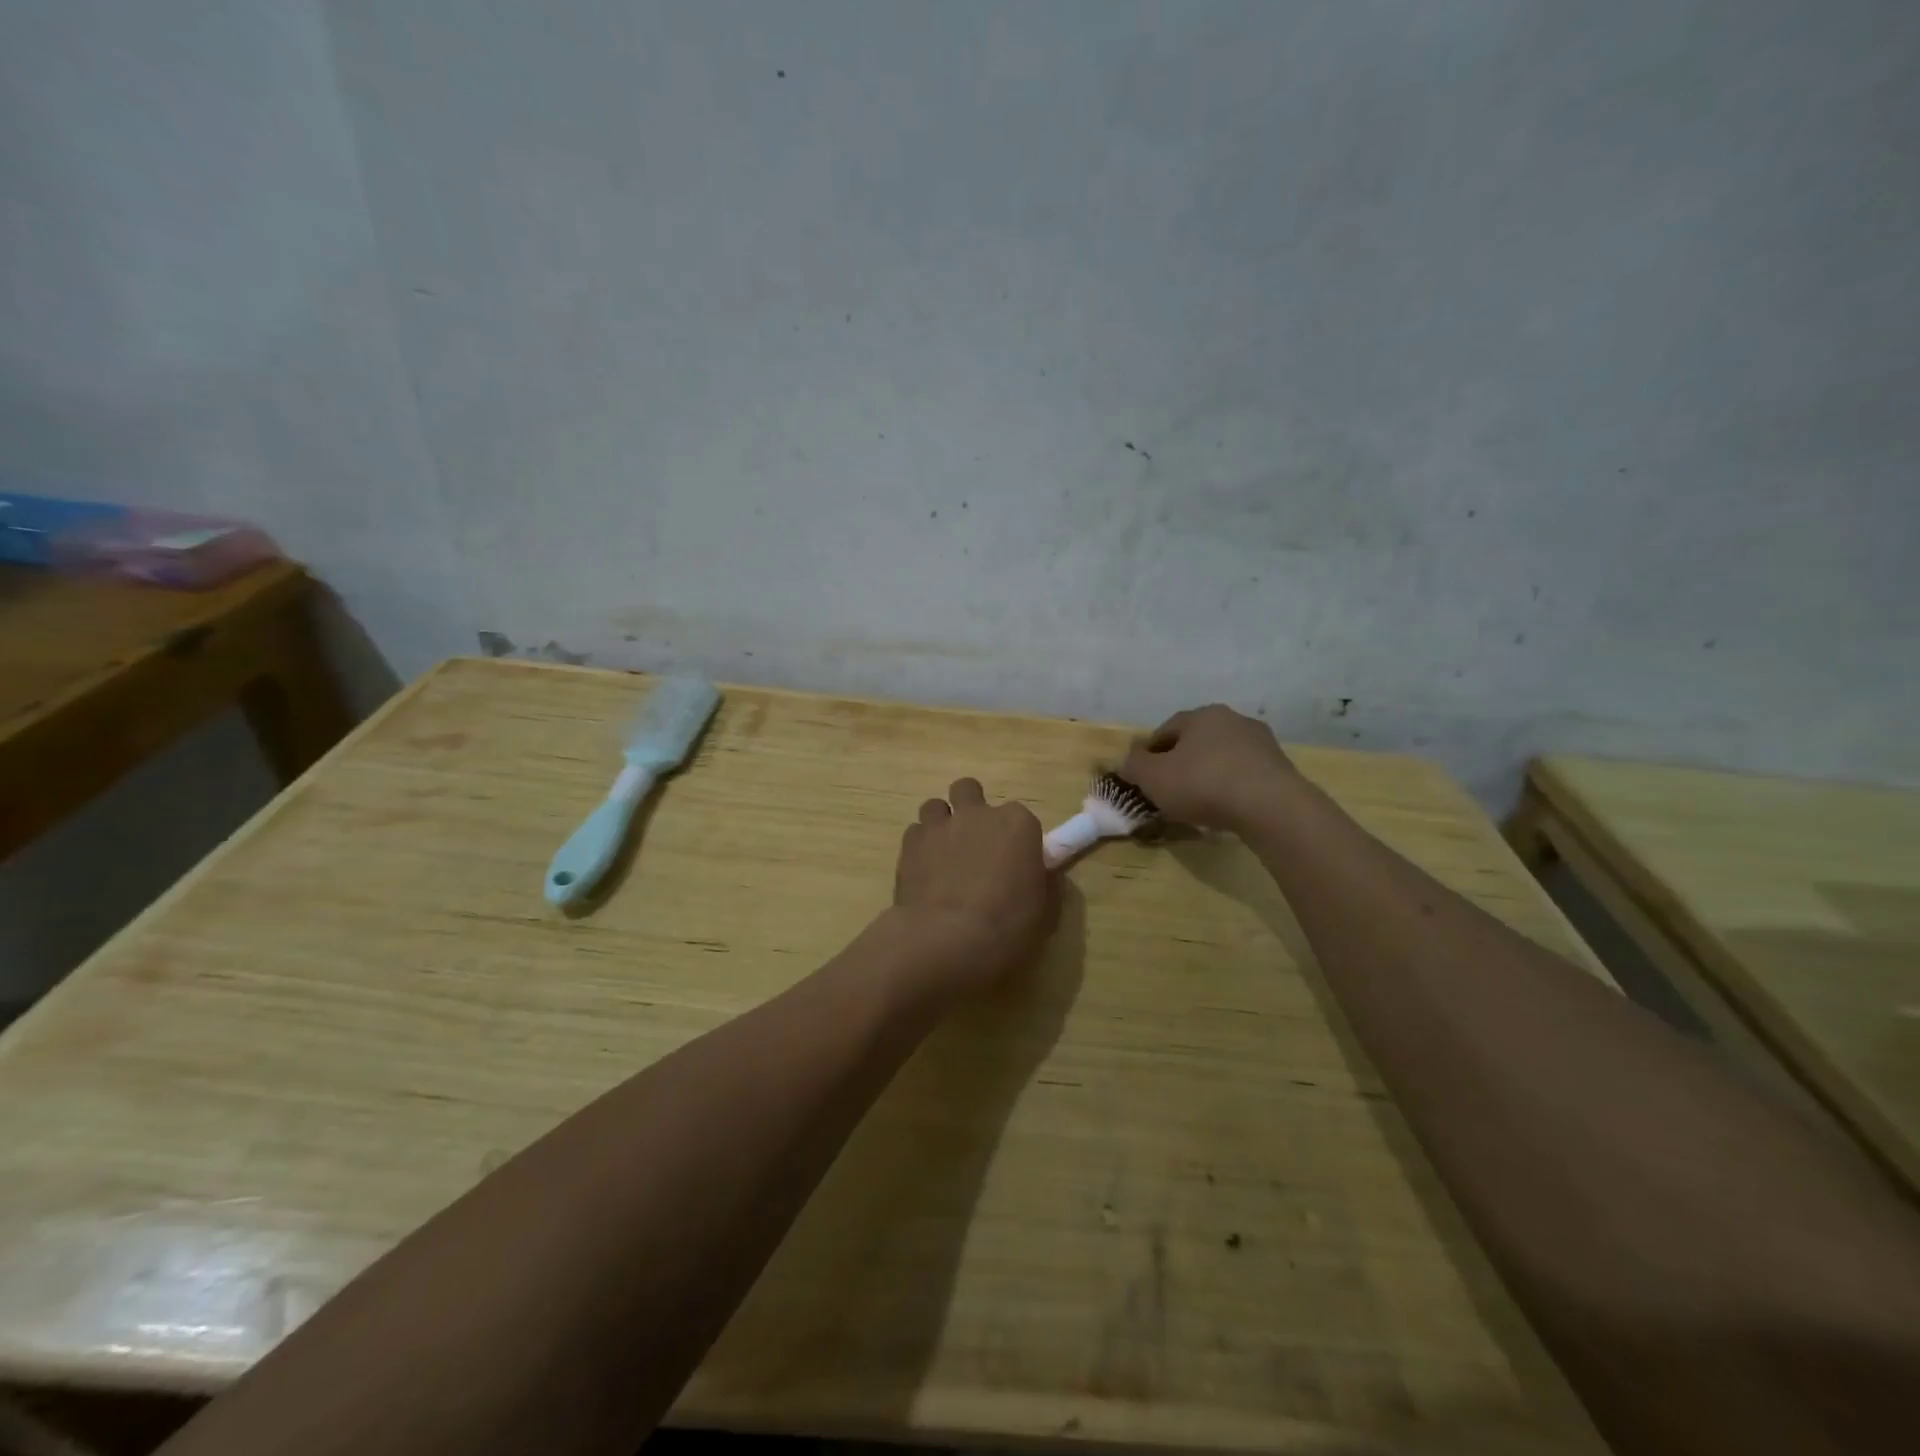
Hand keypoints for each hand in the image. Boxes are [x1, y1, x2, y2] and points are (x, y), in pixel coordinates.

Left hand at [890, 778, 1053, 995]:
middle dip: (971, 809)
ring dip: (941, 824)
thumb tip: (1040, 874)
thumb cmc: (1007, 927)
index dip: (1016, 838)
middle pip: (969, 791)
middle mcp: (978, 814)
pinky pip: (915, 833)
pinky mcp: (910, 844)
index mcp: (1018, 824)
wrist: (947, 940)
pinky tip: (924, 872)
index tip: (1015, 862)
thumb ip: (1044, 883)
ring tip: (944, 855)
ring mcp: (940, 825)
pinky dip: (920, 847)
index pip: (1021, 817)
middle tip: (974, 844)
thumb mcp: (1044, 911)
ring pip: (936, 806)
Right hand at [1121, 704, 1298, 833]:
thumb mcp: (1153, 777)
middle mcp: (1233, 720)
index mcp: (1202, 715)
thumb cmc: (1203, 784)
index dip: (1150, 753)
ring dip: (1208, 774)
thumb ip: (1134, 766)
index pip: (1166, 730)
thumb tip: (1128, 761)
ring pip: (1222, 757)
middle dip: (1180, 762)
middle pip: (1196, 741)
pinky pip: (1244, 775)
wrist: (1271, 807)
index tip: (1142, 775)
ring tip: (1198, 803)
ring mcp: (1261, 743)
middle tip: (1169, 789)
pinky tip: (1225, 808)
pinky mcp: (1280, 768)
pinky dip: (1231, 787)